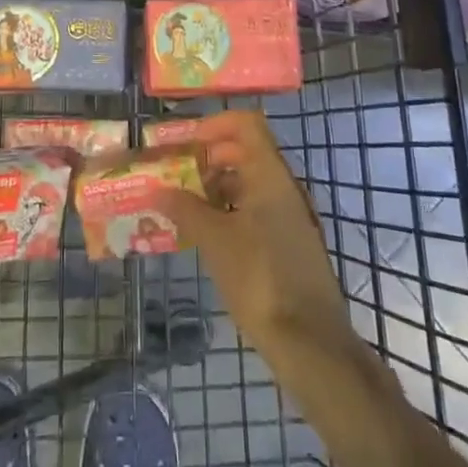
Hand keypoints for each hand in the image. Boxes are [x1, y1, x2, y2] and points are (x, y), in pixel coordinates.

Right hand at [158, 110, 361, 369]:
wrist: (310, 341)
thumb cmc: (259, 278)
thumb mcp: (214, 240)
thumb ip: (184, 208)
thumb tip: (157, 190)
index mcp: (270, 175)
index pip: (246, 125)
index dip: (214, 125)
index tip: (184, 143)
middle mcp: (284, 187)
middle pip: (246, 152)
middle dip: (209, 157)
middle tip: (177, 174)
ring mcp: (291, 215)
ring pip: (251, 182)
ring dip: (217, 186)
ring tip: (184, 205)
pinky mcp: (291, 242)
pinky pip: (257, 208)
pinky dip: (231, 210)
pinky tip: (208, 234)